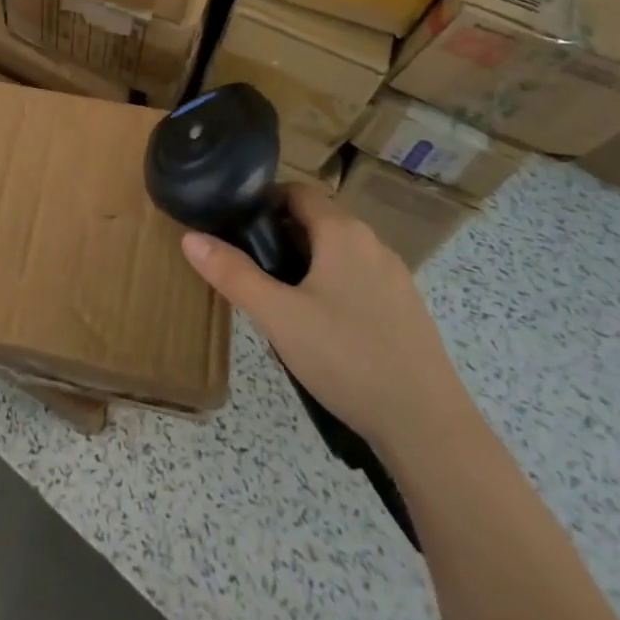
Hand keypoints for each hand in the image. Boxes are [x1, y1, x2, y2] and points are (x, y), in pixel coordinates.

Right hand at [180, 182, 463, 445]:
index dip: (264, 200)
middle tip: (251, 266)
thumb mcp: (278, 316)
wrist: (429, 428)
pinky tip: (322, 330)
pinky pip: (359, 281)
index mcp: (342, 232)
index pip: (298, 191)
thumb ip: (232, 274)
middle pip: (318, 221)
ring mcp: (395, 278)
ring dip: (308, 263)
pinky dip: (334, 288)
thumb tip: (189, 238)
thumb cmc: (346, 357)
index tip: (236, 223)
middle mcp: (372, 244)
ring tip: (280, 300)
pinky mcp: (407, 311)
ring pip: (339, 253)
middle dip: (281, 235)